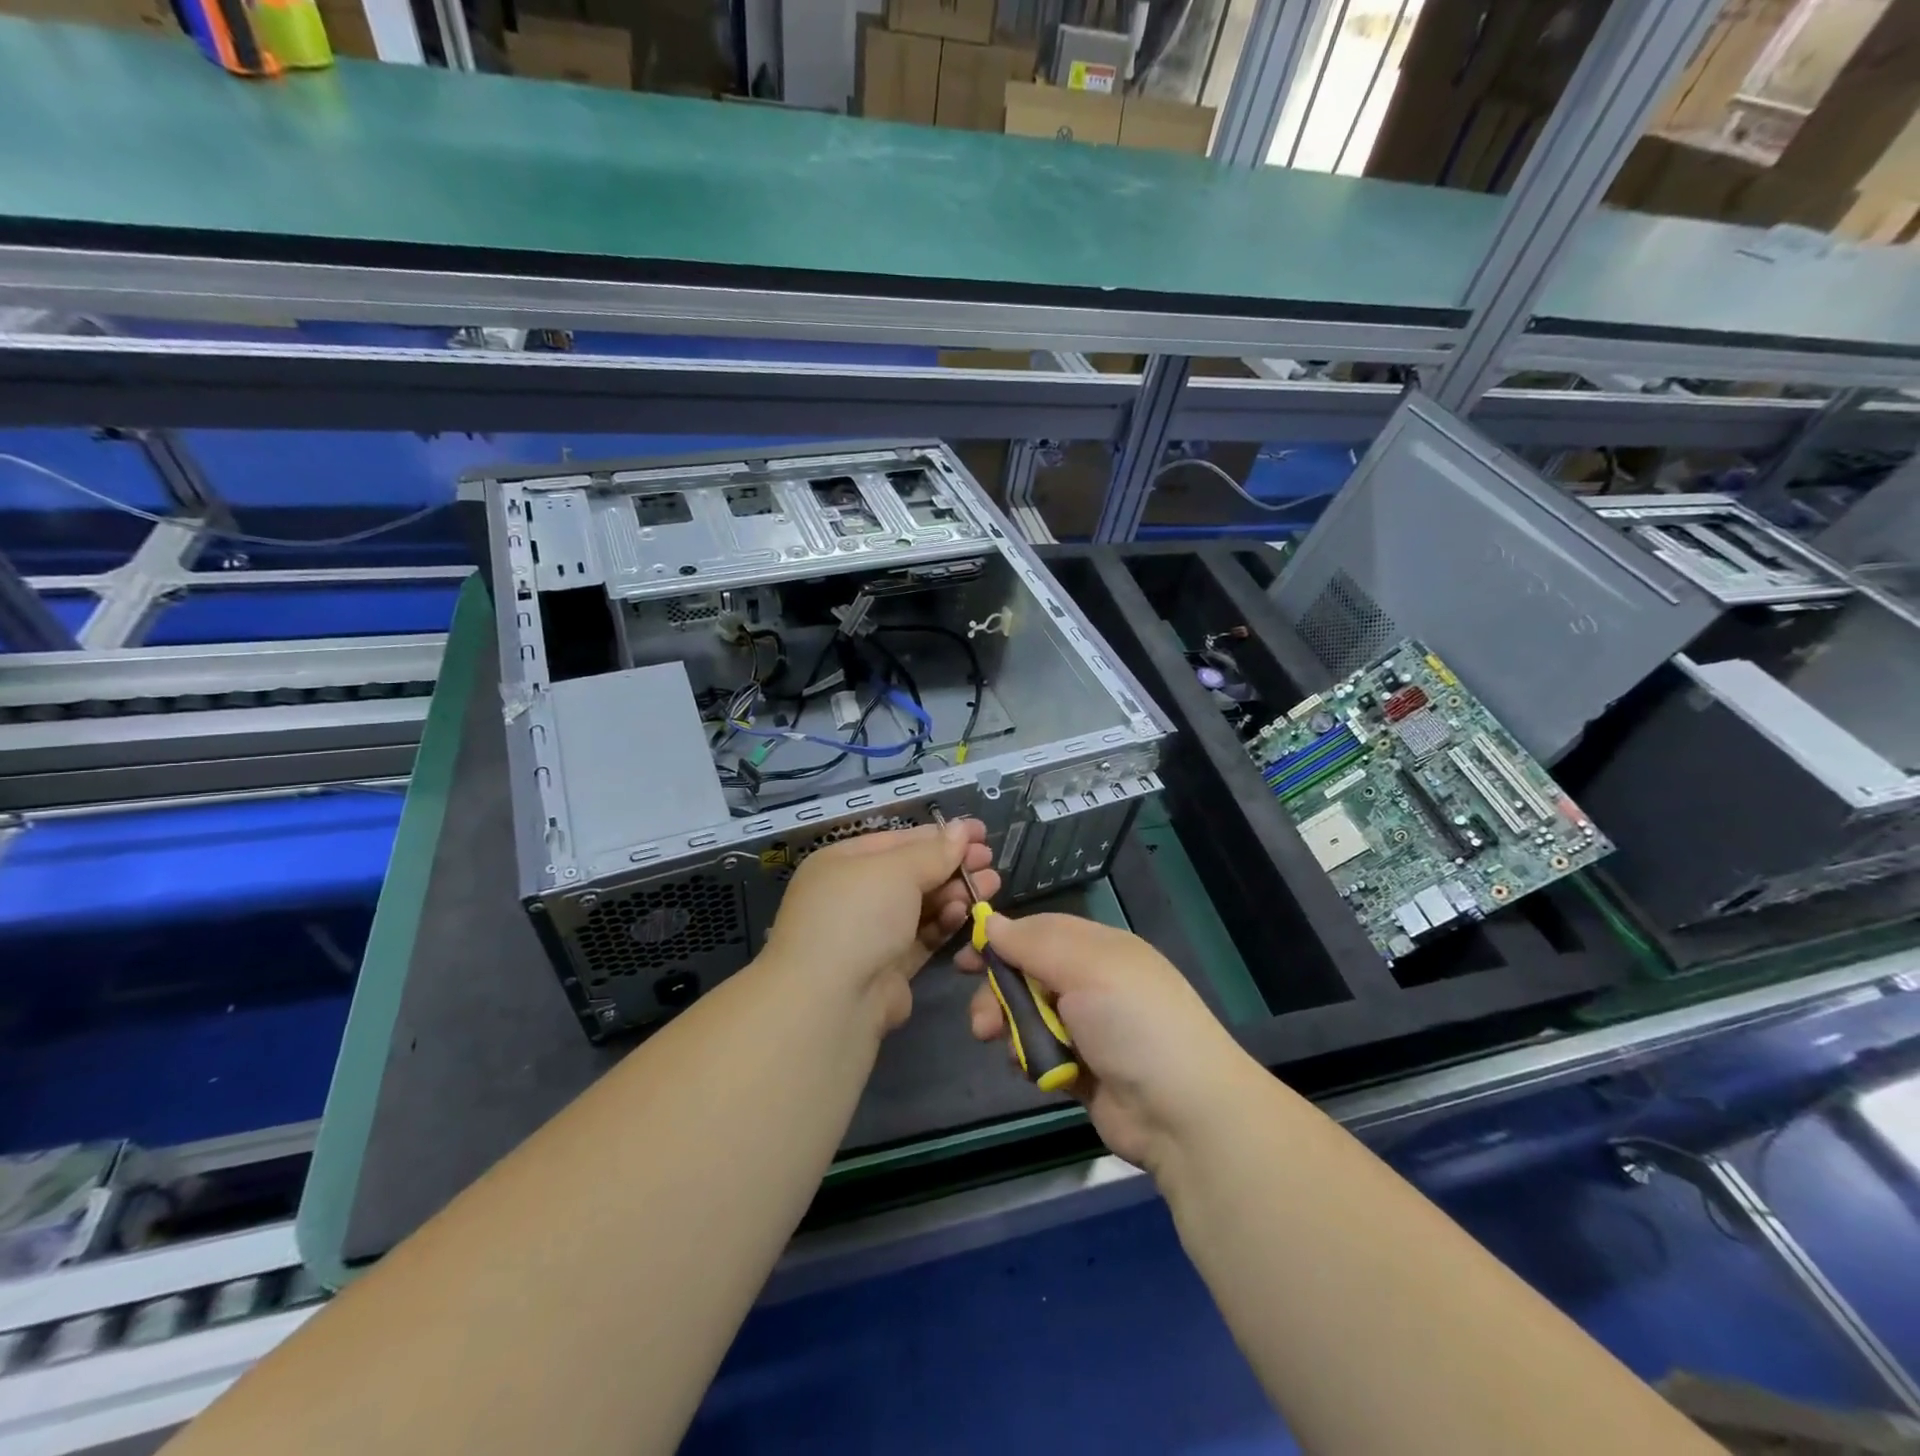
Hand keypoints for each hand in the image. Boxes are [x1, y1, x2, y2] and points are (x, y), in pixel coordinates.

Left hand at [762, 818, 997, 1032]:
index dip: (940, 835)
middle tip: (990, 862)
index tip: (980, 832)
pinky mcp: (887, 968)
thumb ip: (934, 851)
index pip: (899, 841)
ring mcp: (869, 933)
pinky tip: (964, 913)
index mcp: (842, 863)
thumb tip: (961, 828)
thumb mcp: (897, 871)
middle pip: (912, 873)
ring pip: (920, 906)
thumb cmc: (858, 916)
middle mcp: (852, 895)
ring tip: (990, 885)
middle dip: (952, 865)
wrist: (831, 1001)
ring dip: (955, 893)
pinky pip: (921, 937)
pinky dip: (943, 923)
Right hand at [959, 913, 1255, 1174]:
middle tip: (982, 1020)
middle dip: (1000, 993)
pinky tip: (1032, 1071)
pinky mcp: (1083, 1070)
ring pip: (1029, 1016)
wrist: (1183, 1113)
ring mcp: (1089, 1029)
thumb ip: (1034, 943)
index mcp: (1100, 949)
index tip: (965, 956)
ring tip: (1006, 1047)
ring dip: (1011, 1029)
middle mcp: (1093, 983)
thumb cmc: (1133, 1022)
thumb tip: (992, 922)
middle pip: (1028, 975)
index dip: (1002, 941)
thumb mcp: (1086, 967)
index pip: (1040, 932)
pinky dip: (1031, 1060)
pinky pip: (1041, 1054)